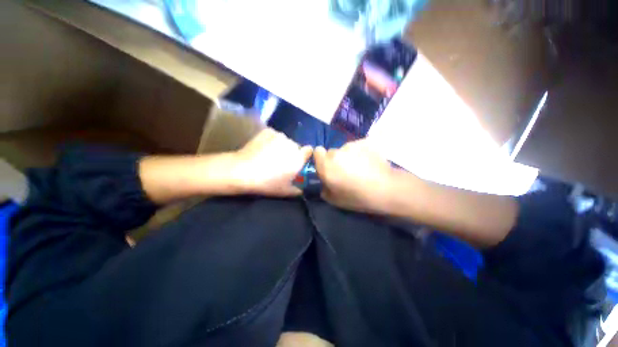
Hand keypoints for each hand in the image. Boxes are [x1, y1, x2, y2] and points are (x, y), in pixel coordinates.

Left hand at [232, 128, 312, 196]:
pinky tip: (262, 148)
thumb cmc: (267, 183)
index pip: (309, 150)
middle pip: (296, 146)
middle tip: (281, 161)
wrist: (243, 171)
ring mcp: (279, 136)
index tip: (299, 161)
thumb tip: (302, 189)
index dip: (305, 155)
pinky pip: (274, 136)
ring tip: (270, 154)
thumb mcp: (285, 191)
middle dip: (291, 153)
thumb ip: (298, 189)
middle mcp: (292, 144)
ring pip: (285, 140)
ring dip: (281, 146)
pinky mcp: (267, 131)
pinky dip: (271, 140)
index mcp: (298, 158)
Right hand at [313, 140, 402, 213]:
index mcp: (326, 165)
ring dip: (349, 156)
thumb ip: (324, 189)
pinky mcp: (365, 142)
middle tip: (346, 170)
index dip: (321, 158)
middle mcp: (336, 153)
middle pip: (332, 152)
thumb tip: (324, 183)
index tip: (327, 166)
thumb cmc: (357, 197)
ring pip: (345, 149)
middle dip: (336, 160)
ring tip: (361, 167)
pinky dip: (361, 152)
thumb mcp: (335, 200)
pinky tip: (370, 162)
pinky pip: (358, 146)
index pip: (317, 151)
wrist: (385, 189)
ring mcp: (352, 145)